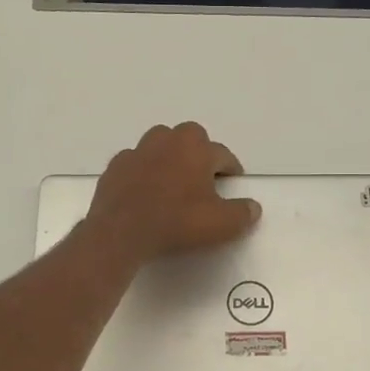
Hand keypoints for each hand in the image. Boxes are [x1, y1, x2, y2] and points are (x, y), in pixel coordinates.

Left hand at [86, 122, 260, 263]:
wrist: (120, 232)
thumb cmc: (176, 223)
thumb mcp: (220, 225)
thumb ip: (242, 214)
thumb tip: (254, 207)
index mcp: (197, 148)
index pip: (223, 154)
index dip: (231, 169)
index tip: (232, 183)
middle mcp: (168, 140)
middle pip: (191, 138)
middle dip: (199, 153)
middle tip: (203, 179)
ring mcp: (138, 150)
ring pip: (160, 144)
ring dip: (170, 156)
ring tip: (173, 181)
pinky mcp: (116, 165)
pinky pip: (136, 162)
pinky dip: (144, 171)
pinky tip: (145, 191)